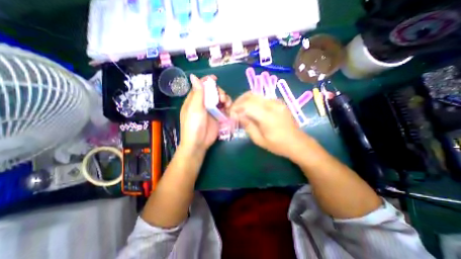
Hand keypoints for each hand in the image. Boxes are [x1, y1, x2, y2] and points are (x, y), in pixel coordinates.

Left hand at [179, 73, 231, 154]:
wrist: (199, 143)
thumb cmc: (193, 125)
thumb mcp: (195, 108)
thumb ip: (198, 93)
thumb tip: (193, 76)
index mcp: (194, 100)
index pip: (201, 87)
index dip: (207, 81)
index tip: (215, 79)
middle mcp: (203, 103)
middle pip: (213, 92)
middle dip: (219, 92)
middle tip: (222, 98)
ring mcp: (211, 110)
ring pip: (219, 99)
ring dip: (224, 99)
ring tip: (226, 104)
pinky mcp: (217, 116)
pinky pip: (224, 108)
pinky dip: (227, 106)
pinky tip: (228, 108)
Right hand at [231, 92, 309, 157]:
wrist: (297, 143)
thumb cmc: (278, 145)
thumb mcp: (259, 140)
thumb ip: (247, 125)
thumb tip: (237, 115)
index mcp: (268, 116)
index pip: (247, 104)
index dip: (236, 107)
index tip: (231, 114)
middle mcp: (272, 105)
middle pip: (250, 96)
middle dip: (238, 101)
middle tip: (233, 111)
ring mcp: (277, 102)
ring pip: (255, 95)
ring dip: (245, 100)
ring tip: (240, 110)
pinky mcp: (278, 102)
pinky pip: (261, 98)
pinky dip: (252, 101)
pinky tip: (250, 110)